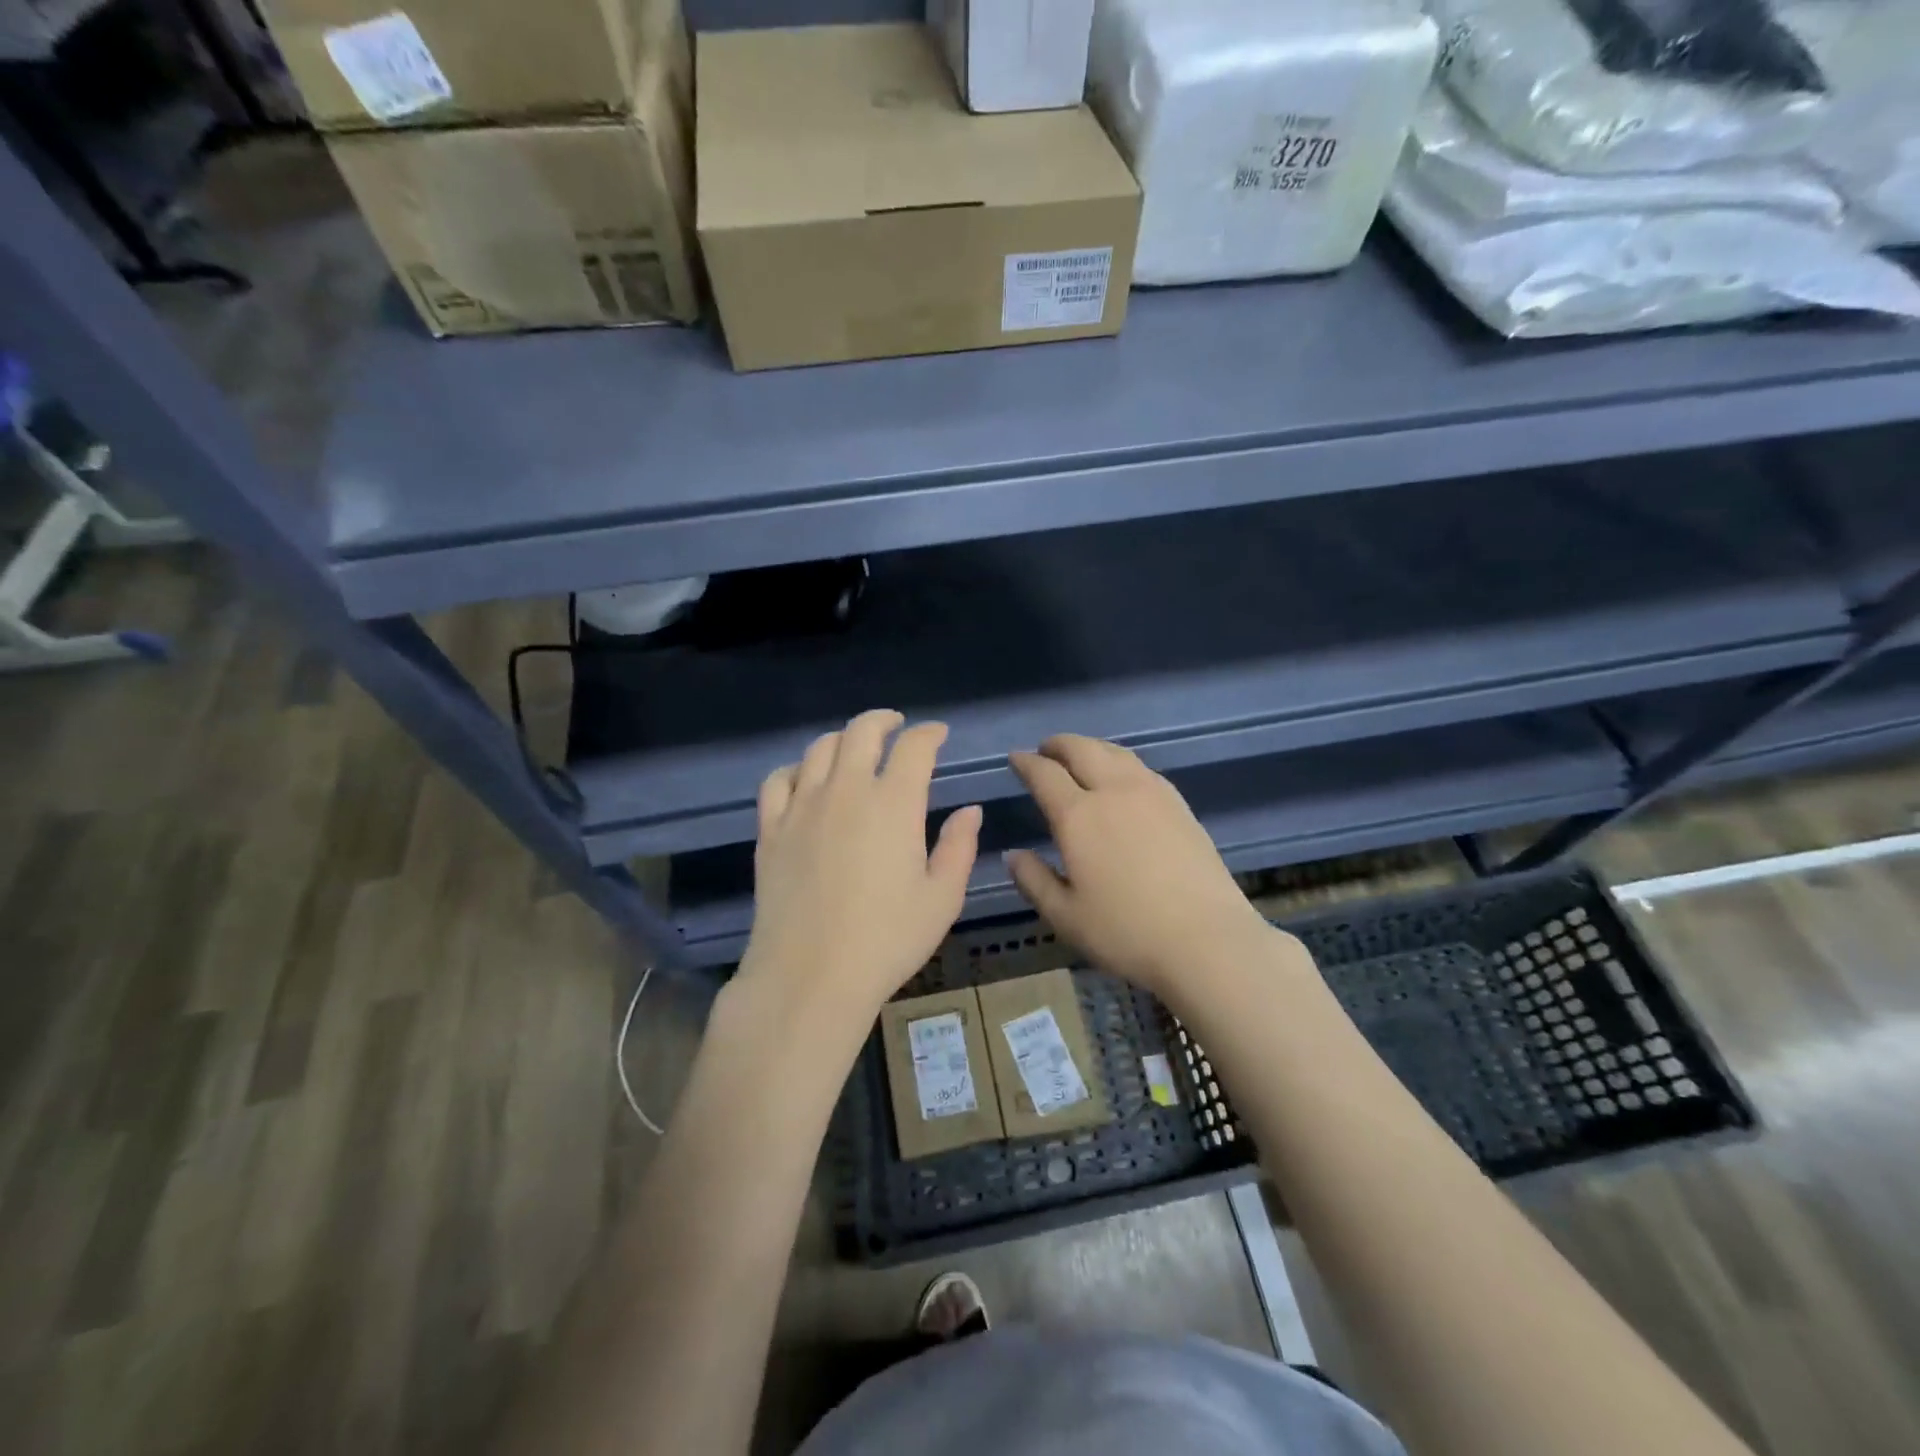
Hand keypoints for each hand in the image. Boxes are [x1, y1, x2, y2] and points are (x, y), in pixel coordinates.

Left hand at [739, 710, 982, 1025]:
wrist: (810, 976)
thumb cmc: (887, 940)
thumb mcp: (942, 898)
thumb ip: (959, 846)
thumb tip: (969, 810)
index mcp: (894, 803)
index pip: (914, 747)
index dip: (930, 733)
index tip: (938, 734)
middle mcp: (846, 790)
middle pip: (862, 732)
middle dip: (884, 721)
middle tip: (897, 727)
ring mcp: (802, 806)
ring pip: (819, 748)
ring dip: (843, 740)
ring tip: (854, 749)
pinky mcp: (771, 829)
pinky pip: (778, 780)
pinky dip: (796, 769)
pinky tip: (805, 779)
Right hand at [1006, 736, 1277, 995]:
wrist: (1207, 940)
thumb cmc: (1126, 932)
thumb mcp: (1065, 916)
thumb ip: (1033, 880)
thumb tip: (1013, 854)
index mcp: (1078, 816)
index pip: (1045, 774)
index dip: (1026, 763)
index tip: (1016, 759)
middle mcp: (1113, 792)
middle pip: (1082, 749)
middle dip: (1058, 744)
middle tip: (1045, 749)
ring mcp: (1152, 793)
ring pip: (1115, 752)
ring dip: (1091, 747)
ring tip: (1081, 756)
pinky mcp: (1179, 804)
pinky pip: (1141, 767)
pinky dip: (1119, 761)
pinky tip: (1122, 778)